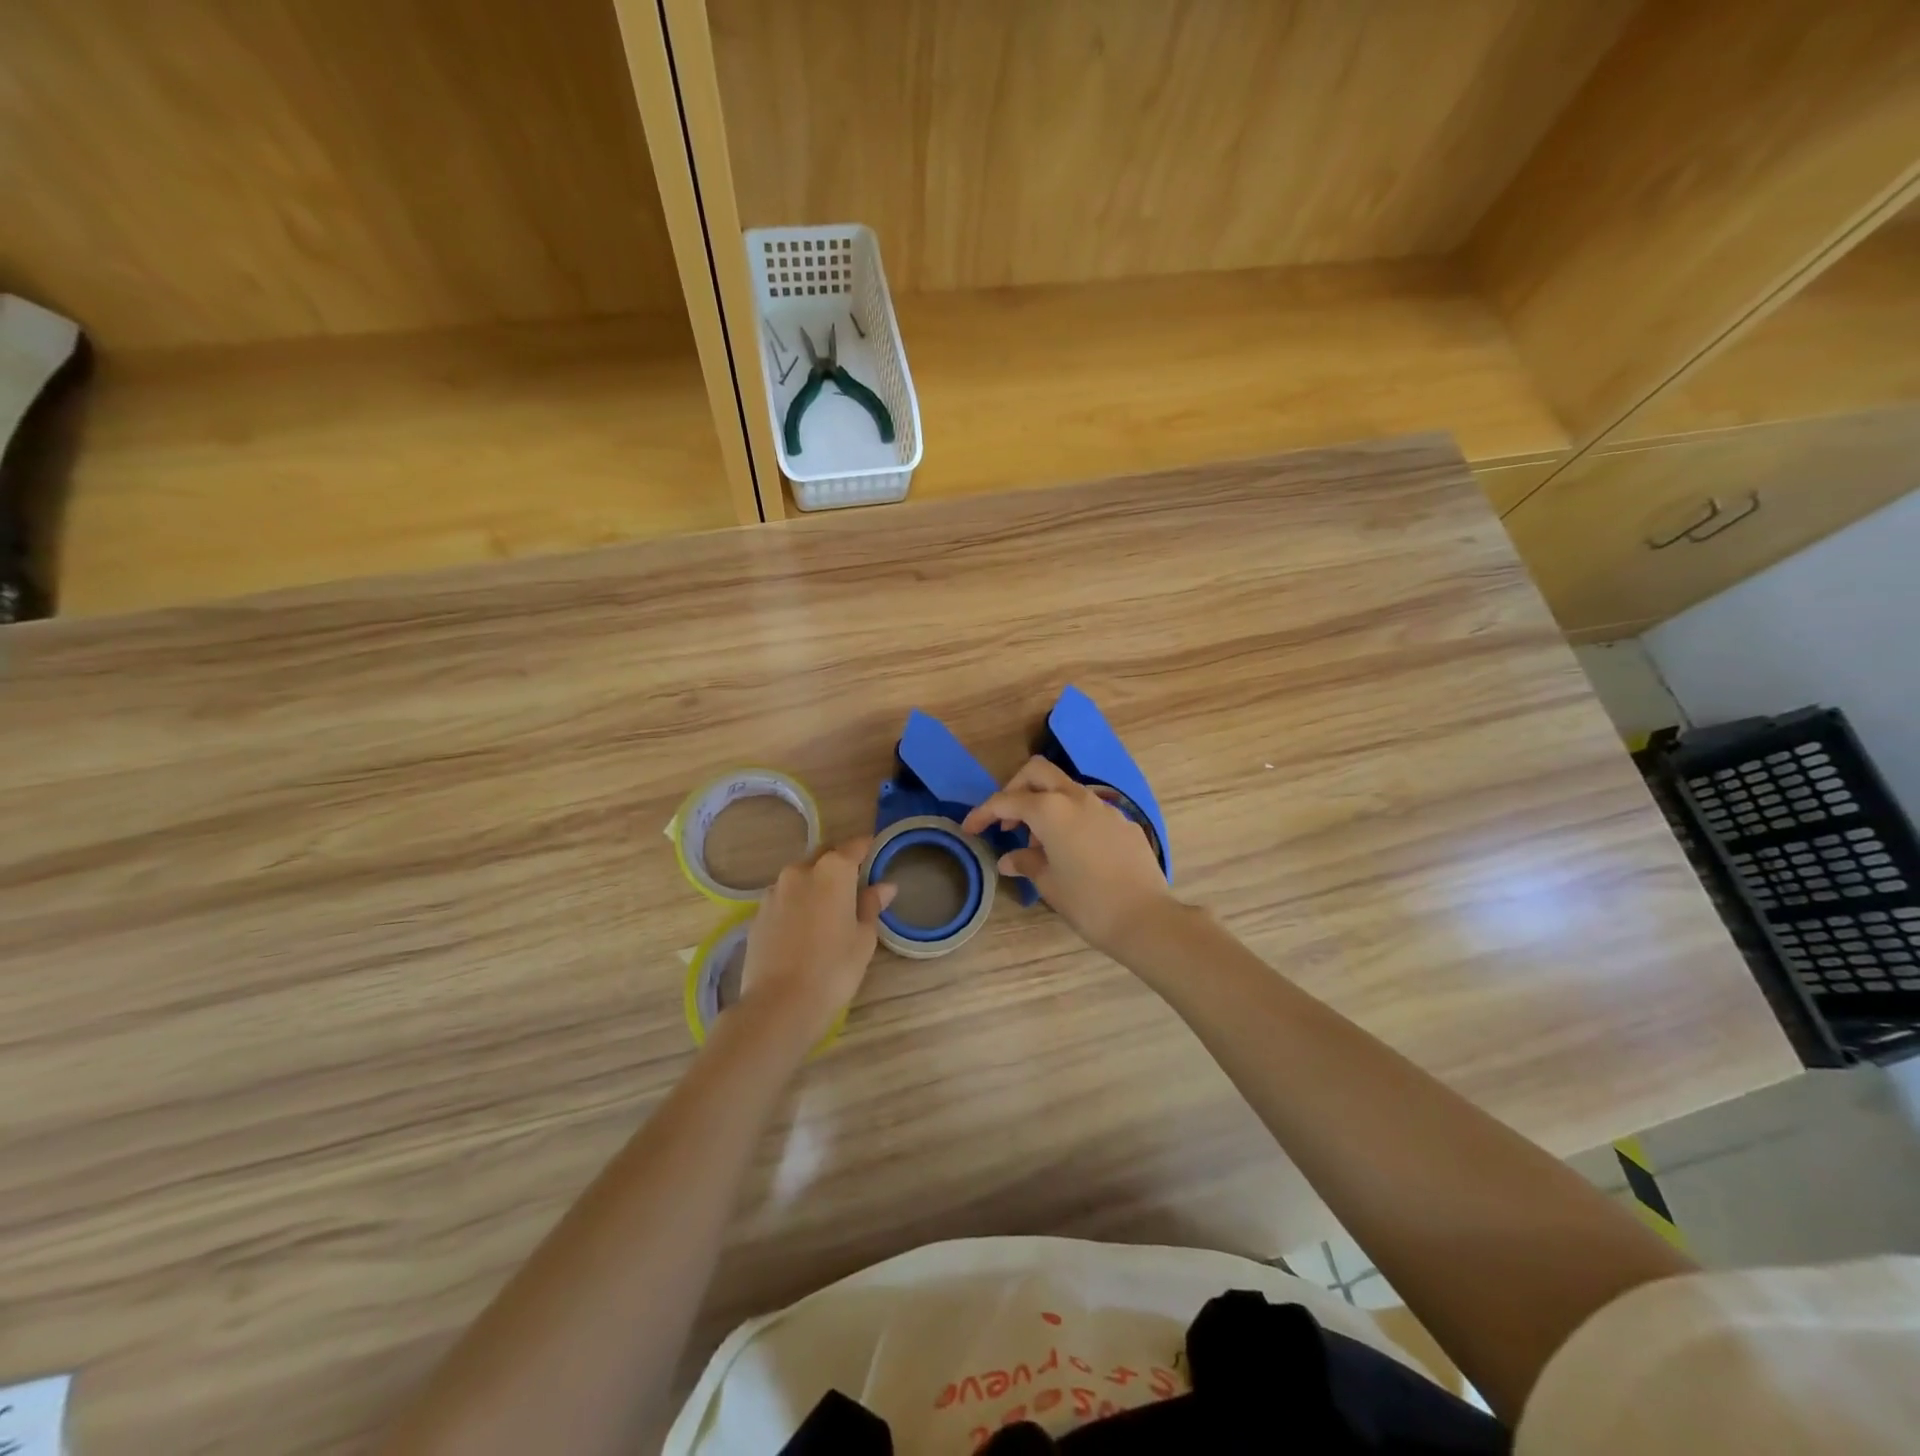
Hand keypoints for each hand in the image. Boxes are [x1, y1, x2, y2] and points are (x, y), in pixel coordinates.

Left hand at [736, 837, 895, 1051]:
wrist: (779, 1004)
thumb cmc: (834, 969)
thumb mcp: (863, 938)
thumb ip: (871, 906)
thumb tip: (884, 886)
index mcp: (833, 871)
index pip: (854, 846)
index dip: (866, 848)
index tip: (875, 852)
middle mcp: (800, 871)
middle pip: (824, 856)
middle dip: (838, 863)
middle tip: (853, 884)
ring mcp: (774, 891)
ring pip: (800, 877)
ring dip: (815, 884)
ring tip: (827, 910)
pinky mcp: (757, 913)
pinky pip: (783, 898)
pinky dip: (796, 903)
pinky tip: (803, 928)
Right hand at [961, 756, 1174, 954]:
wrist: (1145, 918)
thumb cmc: (1087, 902)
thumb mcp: (1048, 883)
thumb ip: (1025, 862)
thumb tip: (1009, 859)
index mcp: (1051, 810)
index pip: (1007, 800)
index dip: (983, 812)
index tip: (970, 828)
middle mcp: (1077, 798)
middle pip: (1038, 772)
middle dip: (1016, 789)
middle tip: (1008, 821)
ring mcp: (1104, 807)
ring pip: (1065, 788)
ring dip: (1045, 804)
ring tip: (1039, 844)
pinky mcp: (1123, 822)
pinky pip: (1088, 809)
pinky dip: (1070, 819)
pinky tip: (1072, 851)